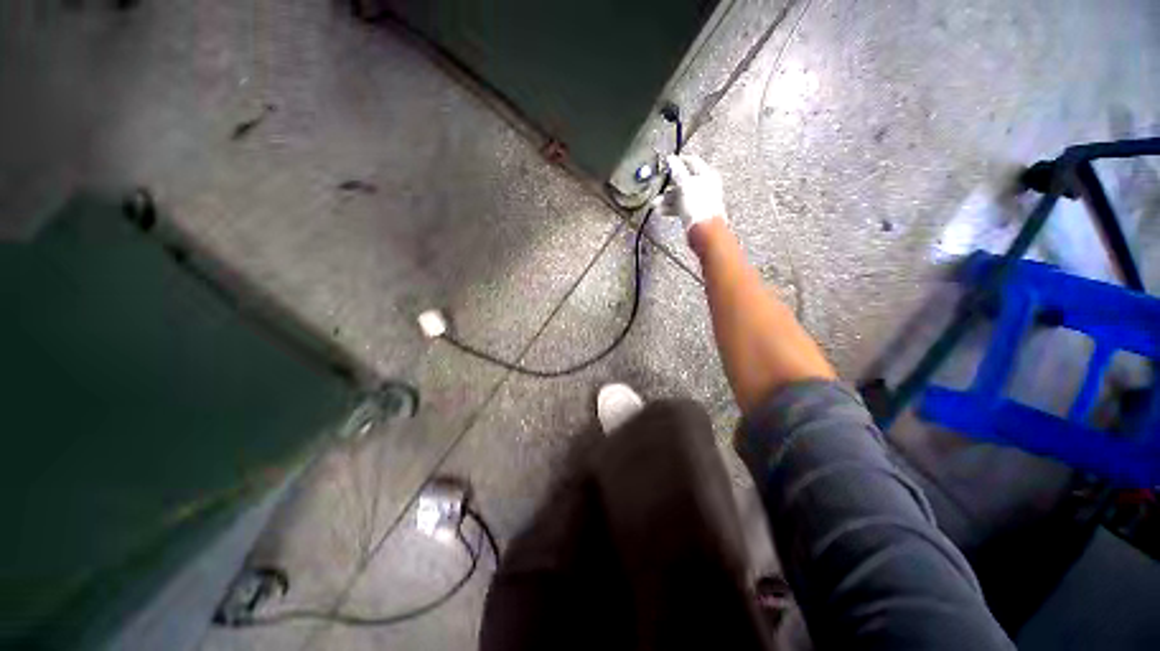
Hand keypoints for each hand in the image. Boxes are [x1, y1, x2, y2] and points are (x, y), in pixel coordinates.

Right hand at [653, 154, 727, 233]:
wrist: (704, 230)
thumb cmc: (698, 205)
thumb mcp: (685, 185)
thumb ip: (677, 171)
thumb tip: (671, 159)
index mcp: (706, 175)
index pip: (691, 162)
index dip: (678, 161)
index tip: (665, 164)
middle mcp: (704, 185)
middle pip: (683, 180)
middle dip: (668, 184)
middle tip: (657, 186)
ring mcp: (699, 200)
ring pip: (680, 195)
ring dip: (666, 198)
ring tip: (655, 203)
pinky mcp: (693, 212)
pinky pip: (680, 206)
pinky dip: (670, 207)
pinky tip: (660, 211)